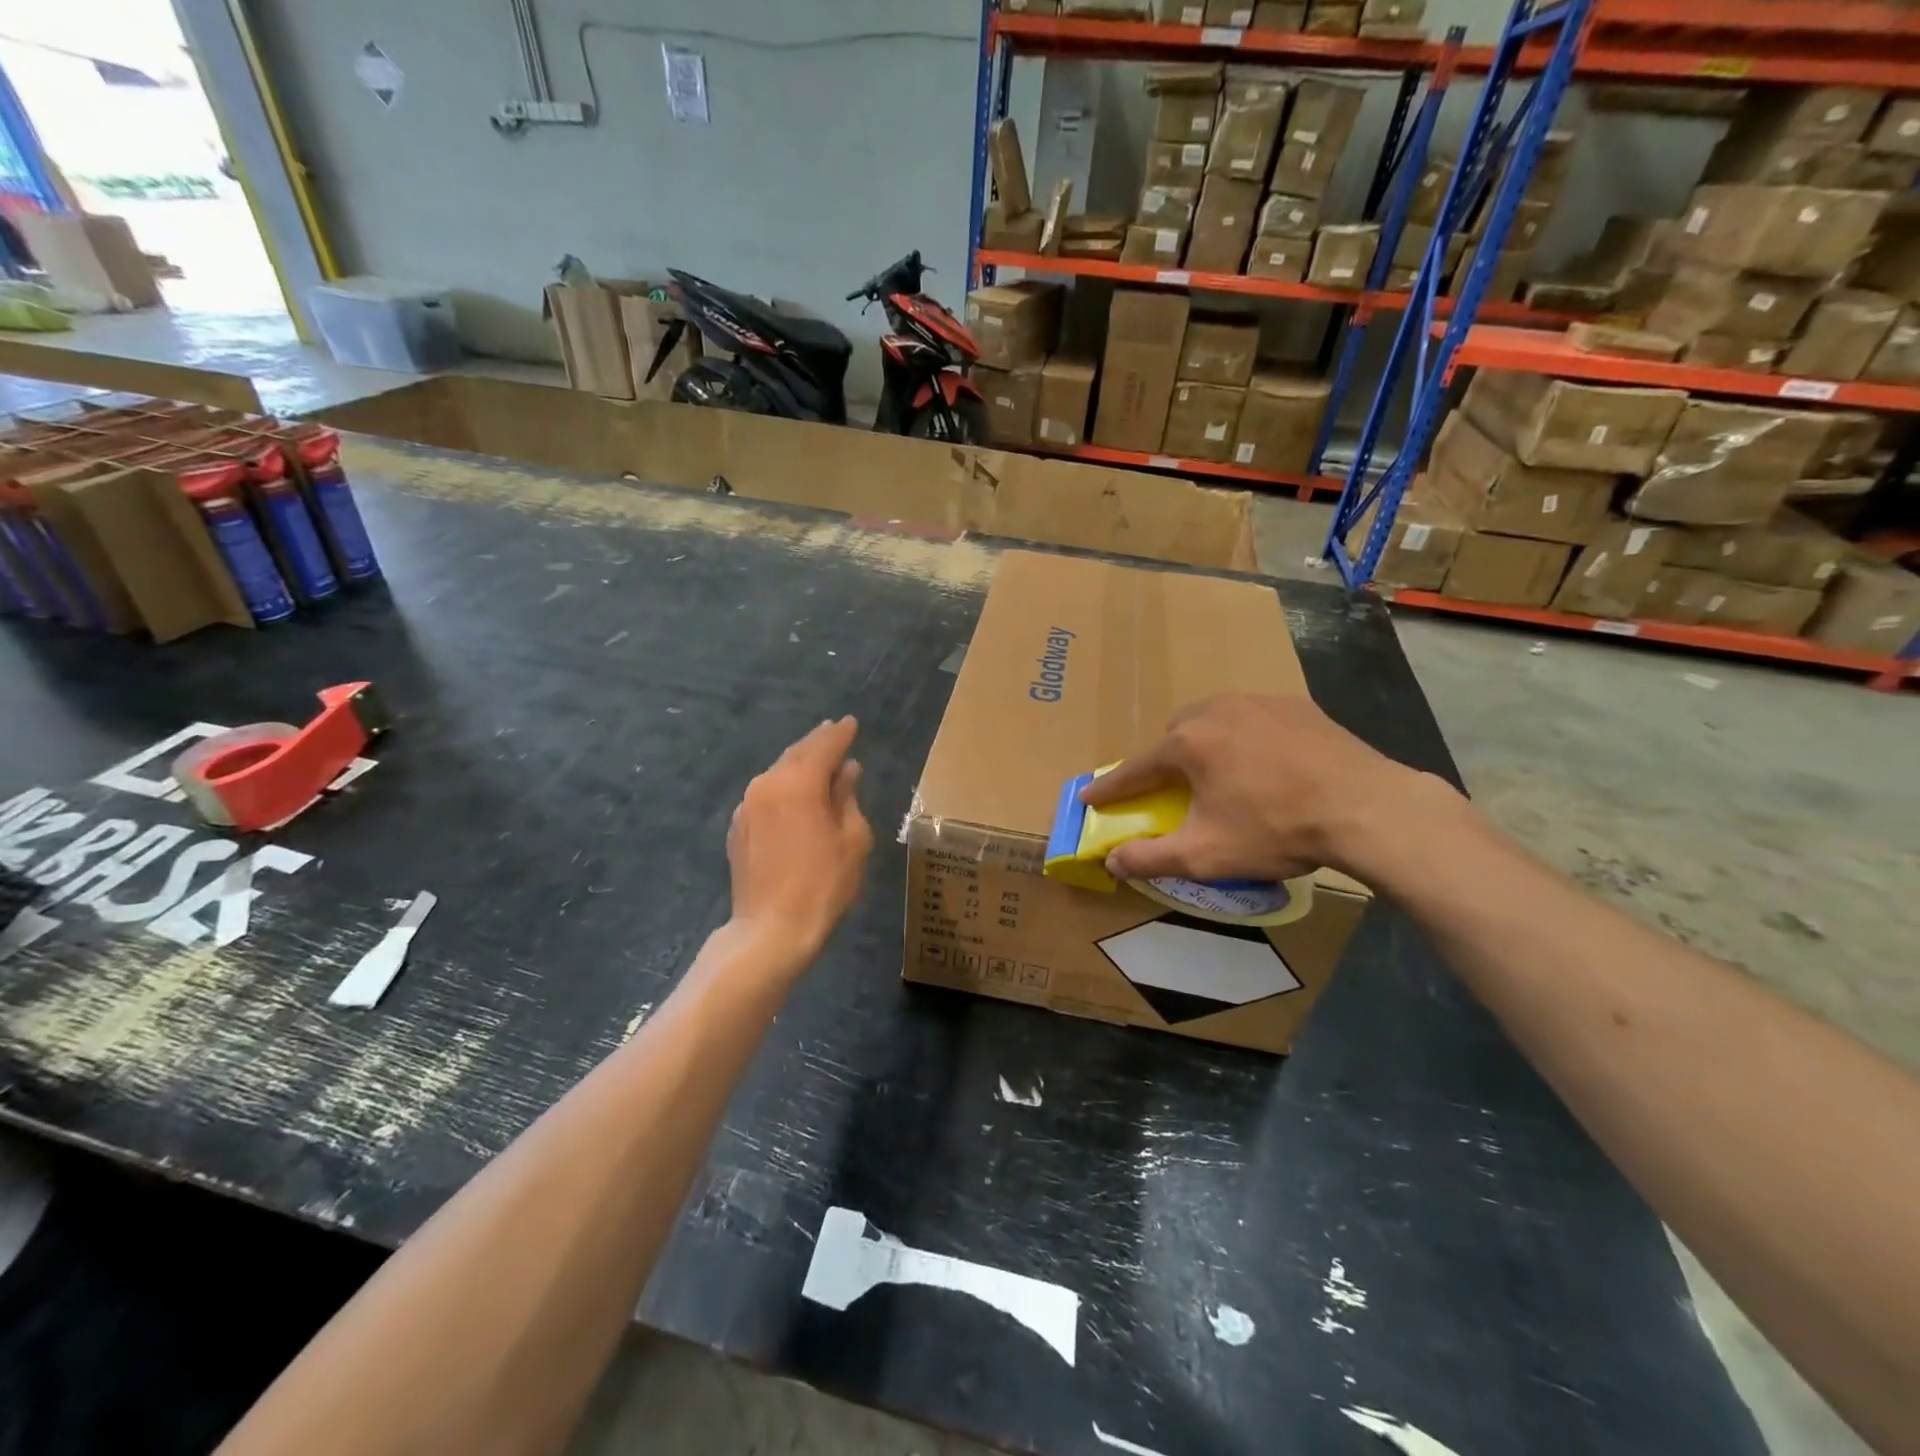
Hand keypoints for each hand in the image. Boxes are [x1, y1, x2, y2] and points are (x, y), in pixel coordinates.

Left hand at [726, 717, 873, 966]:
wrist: (770, 930)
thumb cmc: (823, 885)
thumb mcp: (852, 839)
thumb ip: (847, 797)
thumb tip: (847, 770)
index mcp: (798, 783)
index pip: (823, 747)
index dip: (840, 734)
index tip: (851, 722)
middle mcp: (767, 785)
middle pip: (796, 754)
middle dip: (817, 742)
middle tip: (834, 731)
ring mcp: (746, 806)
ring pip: (778, 773)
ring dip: (799, 764)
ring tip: (819, 760)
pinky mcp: (738, 828)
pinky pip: (765, 795)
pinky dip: (784, 787)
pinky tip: (795, 795)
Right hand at [1082, 695, 1454, 884]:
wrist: (1367, 808)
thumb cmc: (1276, 829)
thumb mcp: (1205, 855)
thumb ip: (1150, 857)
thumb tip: (1112, 862)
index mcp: (1187, 743)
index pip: (1135, 769)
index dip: (1111, 789)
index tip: (1089, 797)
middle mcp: (1215, 710)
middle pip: (1174, 737)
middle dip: (1166, 763)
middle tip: (1177, 792)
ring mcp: (1259, 701)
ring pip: (1214, 722)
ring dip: (1207, 746)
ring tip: (1226, 777)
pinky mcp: (1297, 704)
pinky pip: (1254, 719)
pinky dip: (1247, 738)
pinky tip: (1269, 765)